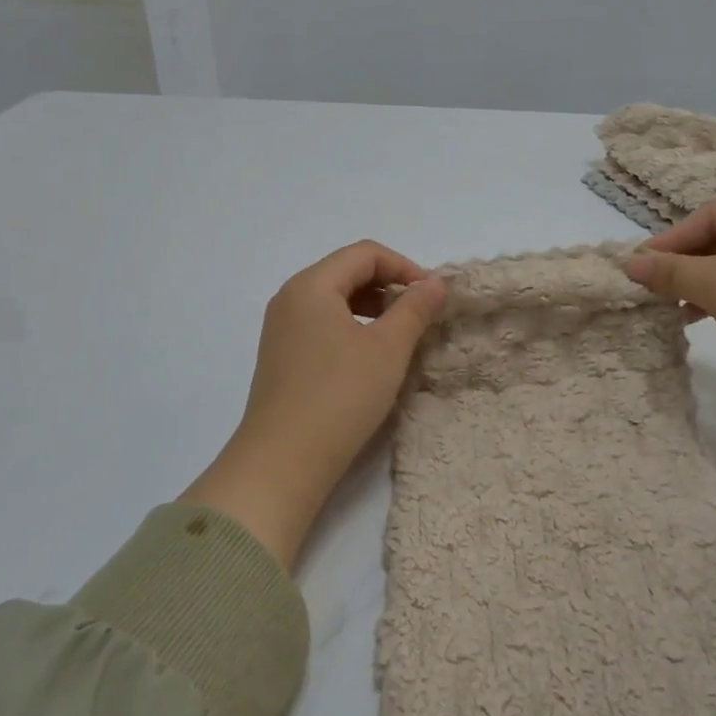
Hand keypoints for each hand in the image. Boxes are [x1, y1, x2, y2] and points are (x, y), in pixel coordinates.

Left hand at [184, 241, 446, 567]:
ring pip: (335, 301)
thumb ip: (414, 309)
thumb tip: (434, 283)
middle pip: (346, 272)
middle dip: (388, 286)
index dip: (404, 267)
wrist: (282, 462)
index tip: (433, 295)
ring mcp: (281, 328)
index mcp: (312, 285)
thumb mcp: (387, 349)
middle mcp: (290, 298)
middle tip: (420, 315)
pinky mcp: (281, 357)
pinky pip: (322, 325)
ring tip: (400, 336)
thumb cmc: (340, 396)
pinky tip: (370, 358)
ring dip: (372, 308)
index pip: (364, 254)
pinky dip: (352, 328)